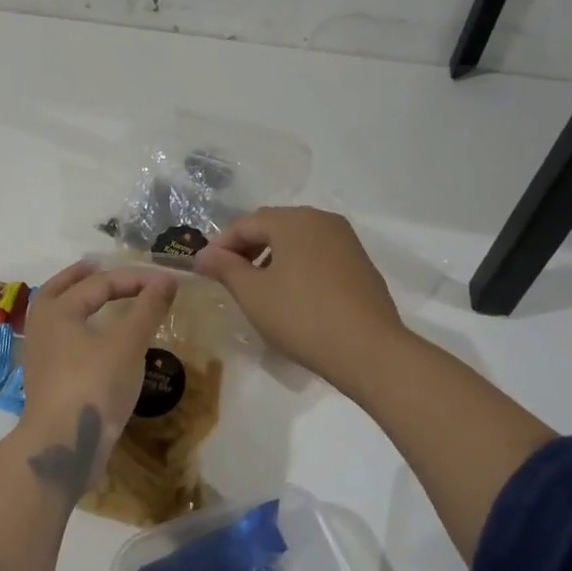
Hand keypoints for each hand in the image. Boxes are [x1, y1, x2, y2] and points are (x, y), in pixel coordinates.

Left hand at [18, 261, 179, 495]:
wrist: (63, 445)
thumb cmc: (94, 384)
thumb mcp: (128, 343)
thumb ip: (147, 308)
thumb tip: (166, 279)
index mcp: (57, 309)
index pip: (99, 283)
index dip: (135, 279)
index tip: (166, 282)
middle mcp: (42, 327)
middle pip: (59, 291)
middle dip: (80, 278)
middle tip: (97, 267)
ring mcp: (41, 356)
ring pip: (57, 317)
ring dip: (76, 303)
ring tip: (97, 301)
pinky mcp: (47, 381)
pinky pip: (62, 341)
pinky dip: (79, 329)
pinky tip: (97, 340)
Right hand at [194, 207, 404, 394]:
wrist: (369, 350)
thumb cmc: (301, 316)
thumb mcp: (253, 294)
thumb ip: (225, 268)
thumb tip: (203, 254)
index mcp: (294, 220)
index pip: (246, 224)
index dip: (221, 245)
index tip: (204, 269)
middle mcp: (322, 221)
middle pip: (274, 226)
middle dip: (247, 248)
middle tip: (229, 276)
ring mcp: (346, 241)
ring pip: (298, 240)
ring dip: (272, 257)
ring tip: (258, 288)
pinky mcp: (361, 264)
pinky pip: (319, 255)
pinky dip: (298, 266)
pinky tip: (292, 295)